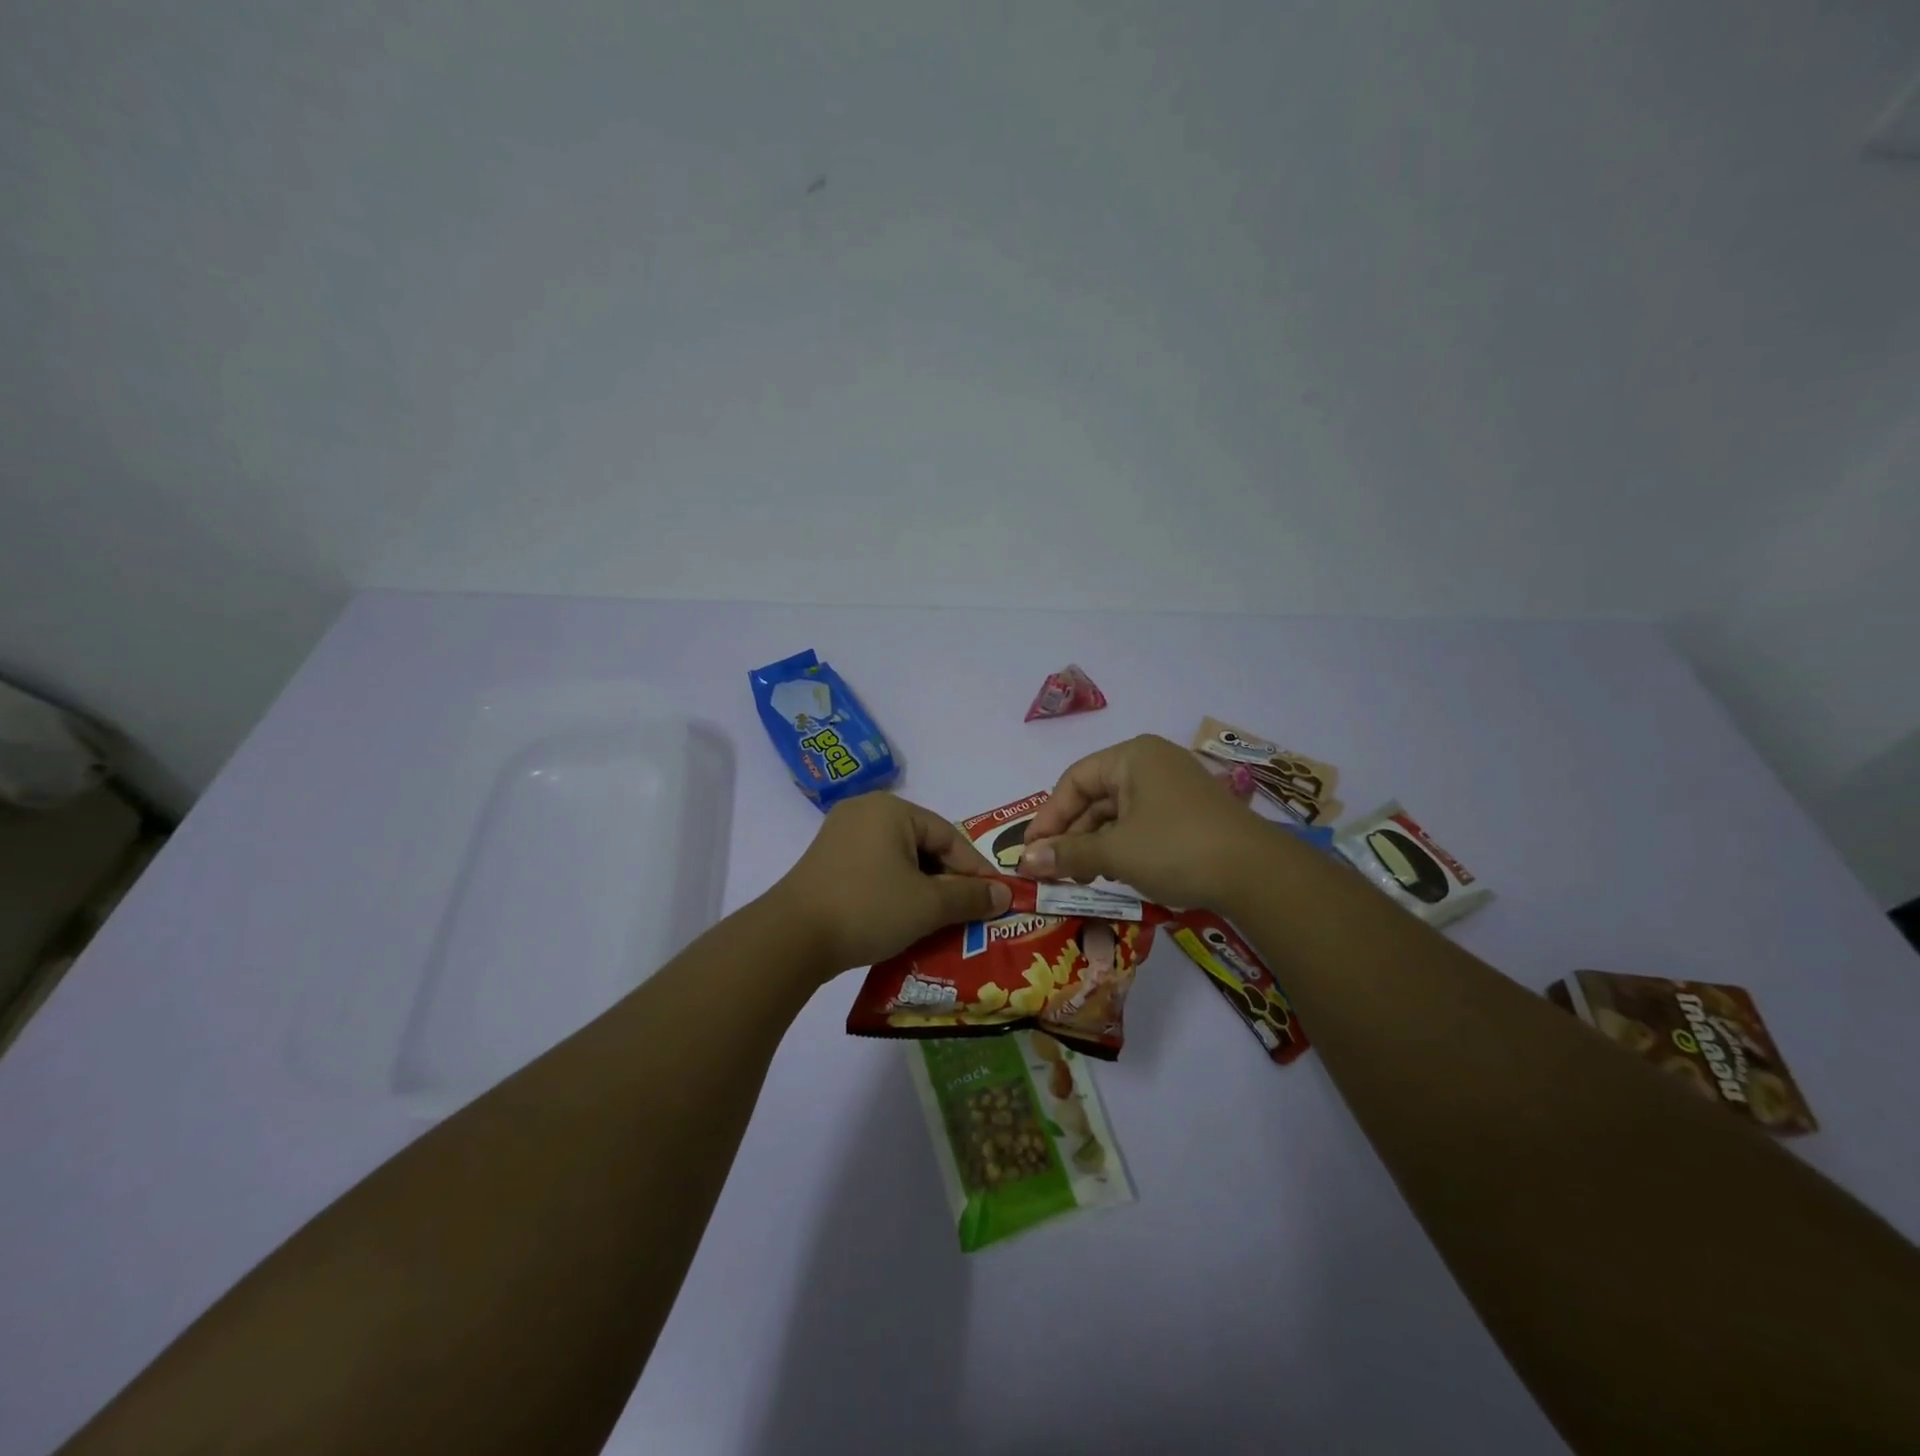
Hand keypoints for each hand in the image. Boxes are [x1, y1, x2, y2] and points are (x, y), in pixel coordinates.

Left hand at [771, 792, 1012, 974]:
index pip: (948, 836)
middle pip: (923, 845)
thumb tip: (1005, 894)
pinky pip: (876, 870)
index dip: (975, 870)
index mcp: (891, 809)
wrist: (791, 938)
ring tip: (941, 920)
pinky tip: (905, 918)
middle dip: (947, 881)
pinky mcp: (827, 863)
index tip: (995, 898)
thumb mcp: (927, 905)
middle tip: (968, 911)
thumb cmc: (868, 908)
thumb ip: (970, 896)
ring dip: (923, 889)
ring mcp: (841, 836)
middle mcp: (865, 812)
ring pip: (899, 860)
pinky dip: (896, 891)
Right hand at [1018, 735, 1271, 908]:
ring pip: (1118, 814)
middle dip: (1071, 835)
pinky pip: (1141, 825)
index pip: (1074, 781)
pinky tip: (1112, 874)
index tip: (1030, 851)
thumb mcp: (1115, 852)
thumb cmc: (1176, 848)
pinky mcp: (1188, 814)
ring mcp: (1173, 789)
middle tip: (1051, 870)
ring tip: (1078, 877)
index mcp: (1132, 757)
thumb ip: (1067, 853)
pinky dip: (1121, 847)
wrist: (1257, 874)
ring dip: (1094, 845)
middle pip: (1095, 797)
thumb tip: (1025, 862)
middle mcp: (1151, 764)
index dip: (1048, 817)